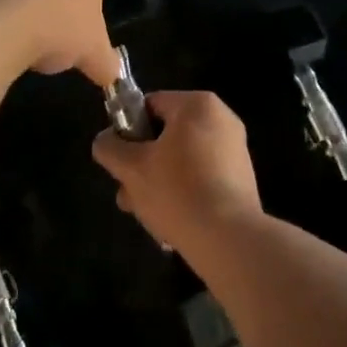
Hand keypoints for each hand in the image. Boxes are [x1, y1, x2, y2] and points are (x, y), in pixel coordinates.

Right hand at [91, 91, 263, 255]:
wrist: (229, 241)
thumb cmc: (177, 192)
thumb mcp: (131, 168)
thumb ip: (110, 148)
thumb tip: (105, 141)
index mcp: (197, 105)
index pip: (150, 105)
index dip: (127, 131)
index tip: (121, 161)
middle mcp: (221, 120)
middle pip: (166, 135)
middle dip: (142, 165)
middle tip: (128, 194)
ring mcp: (235, 150)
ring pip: (182, 160)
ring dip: (158, 183)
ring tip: (145, 215)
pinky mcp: (241, 179)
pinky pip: (202, 178)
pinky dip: (184, 194)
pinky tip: (170, 222)